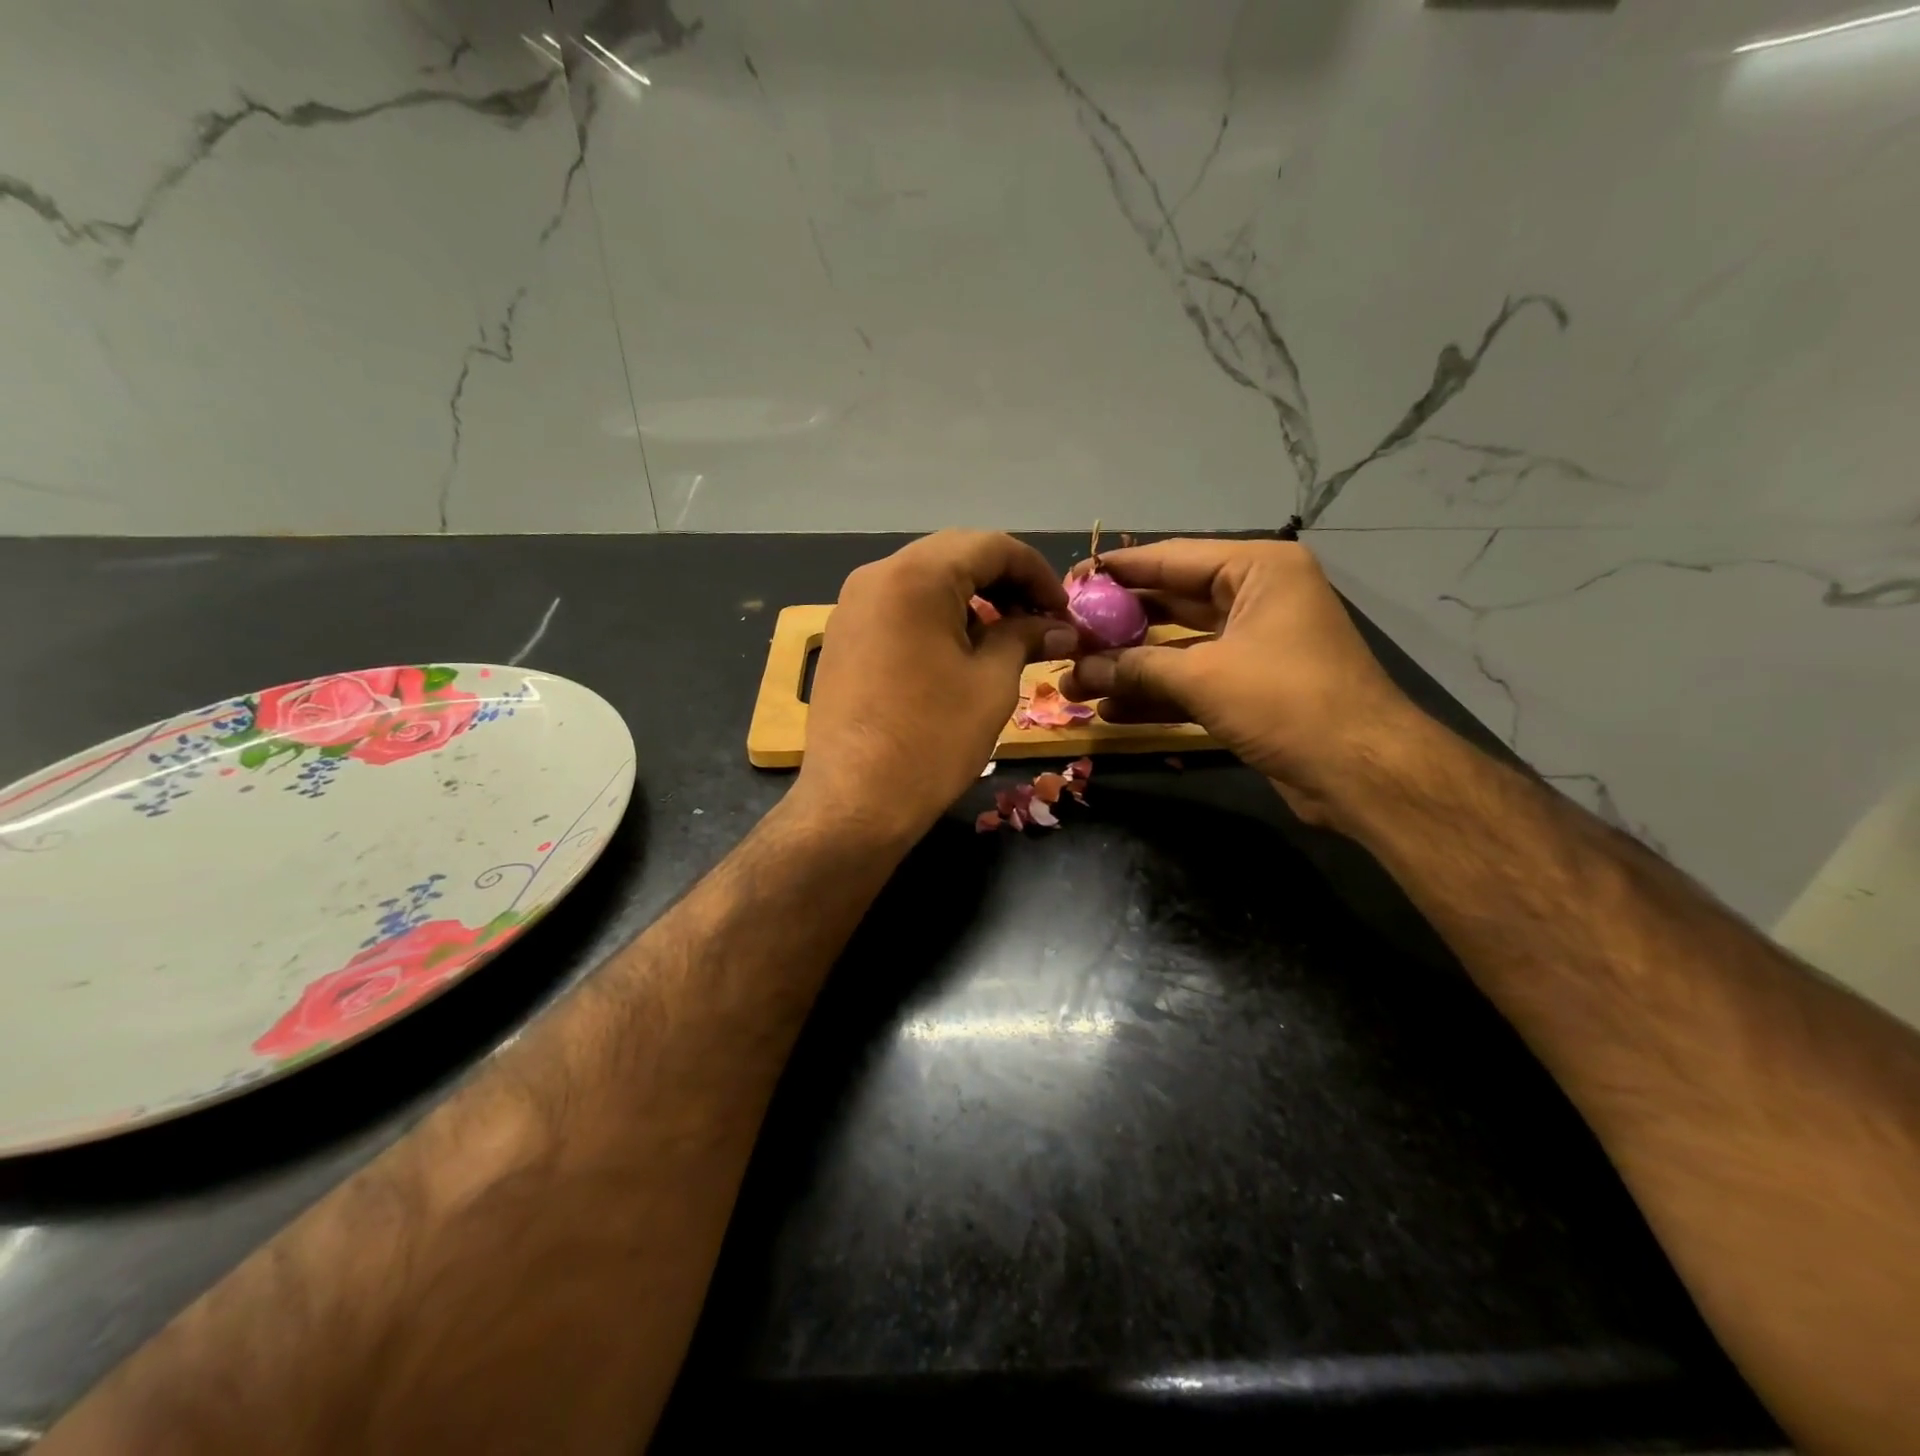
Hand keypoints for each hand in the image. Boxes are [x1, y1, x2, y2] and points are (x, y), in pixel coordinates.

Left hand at [795, 531, 1075, 845]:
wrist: (855, 801)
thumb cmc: (932, 739)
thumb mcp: (991, 682)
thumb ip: (1025, 638)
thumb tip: (1058, 627)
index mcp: (915, 576)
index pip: (990, 546)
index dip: (1036, 572)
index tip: (1063, 610)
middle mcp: (876, 576)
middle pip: (954, 556)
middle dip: (1004, 582)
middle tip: (1038, 620)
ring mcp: (852, 606)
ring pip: (925, 580)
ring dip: (971, 598)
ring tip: (1004, 637)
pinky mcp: (842, 636)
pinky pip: (899, 606)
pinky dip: (937, 616)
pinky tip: (959, 650)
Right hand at [1059, 538, 1424, 825]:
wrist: (1361, 771)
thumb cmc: (1287, 701)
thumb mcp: (1203, 677)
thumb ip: (1136, 667)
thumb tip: (1076, 670)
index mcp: (1257, 570)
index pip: (1171, 559)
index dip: (1117, 571)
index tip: (1070, 582)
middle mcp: (1256, 598)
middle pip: (1171, 603)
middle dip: (1119, 627)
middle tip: (1067, 637)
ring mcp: (1254, 645)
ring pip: (1178, 647)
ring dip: (1130, 667)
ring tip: (1075, 683)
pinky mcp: (1251, 687)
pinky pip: (1193, 680)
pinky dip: (1157, 693)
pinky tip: (1111, 710)